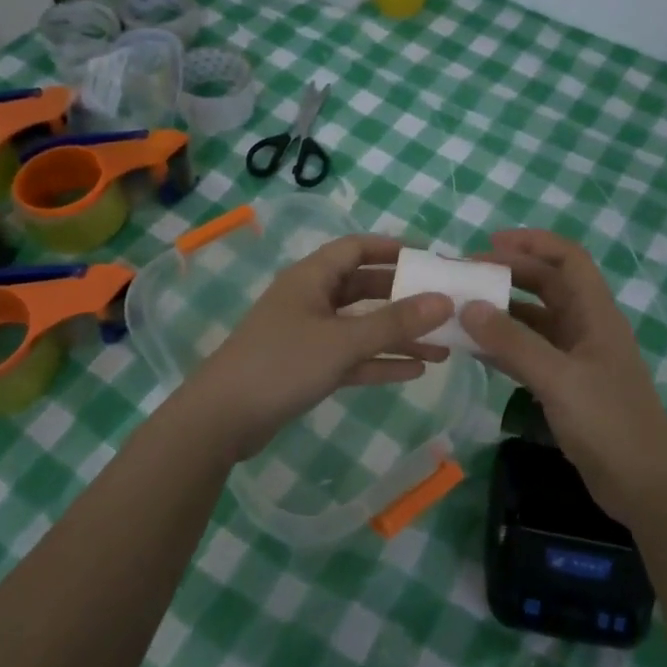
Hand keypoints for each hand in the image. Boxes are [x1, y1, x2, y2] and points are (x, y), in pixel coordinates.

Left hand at [180, 235, 453, 462]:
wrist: (222, 419)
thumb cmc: (282, 364)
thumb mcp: (343, 341)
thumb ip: (395, 322)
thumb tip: (444, 301)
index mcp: (312, 277)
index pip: (357, 248)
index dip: (393, 248)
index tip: (431, 258)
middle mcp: (311, 299)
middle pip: (364, 288)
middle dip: (404, 297)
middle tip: (444, 305)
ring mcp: (308, 334)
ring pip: (362, 326)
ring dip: (398, 335)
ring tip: (444, 347)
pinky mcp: (307, 366)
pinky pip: (352, 356)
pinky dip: (380, 361)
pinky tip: (415, 371)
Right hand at [460, 229, 666, 521]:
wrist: (646, 487)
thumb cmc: (610, 424)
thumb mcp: (560, 379)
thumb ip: (513, 343)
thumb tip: (468, 307)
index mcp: (596, 314)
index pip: (568, 259)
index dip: (533, 243)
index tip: (490, 243)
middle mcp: (586, 328)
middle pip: (547, 285)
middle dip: (508, 274)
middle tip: (464, 276)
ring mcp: (576, 358)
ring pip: (534, 320)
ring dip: (501, 311)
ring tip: (460, 309)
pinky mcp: (566, 386)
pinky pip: (529, 353)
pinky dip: (503, 346)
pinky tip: (473, 349)